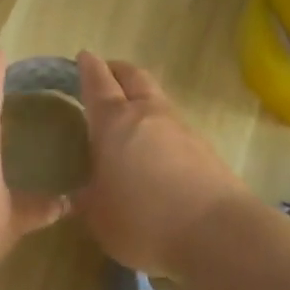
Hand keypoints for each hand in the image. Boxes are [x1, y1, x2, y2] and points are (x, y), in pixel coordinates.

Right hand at [73, 52, 250, 278]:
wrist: (217, 233)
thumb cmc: (144, 220)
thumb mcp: (100, 218)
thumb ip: (85, 201)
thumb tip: (72, 197)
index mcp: (114, 122)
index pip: (98, 82)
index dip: (88, 67)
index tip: (83, 57)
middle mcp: (148, 114)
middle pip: (133, 76)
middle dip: (117, 70)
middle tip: (105, 75)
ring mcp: (181, 128)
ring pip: (157, 98)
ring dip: (141, 97)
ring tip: (128, 115)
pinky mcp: (204, 148)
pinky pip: (174, 125)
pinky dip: (160, 126)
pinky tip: (155, 149)